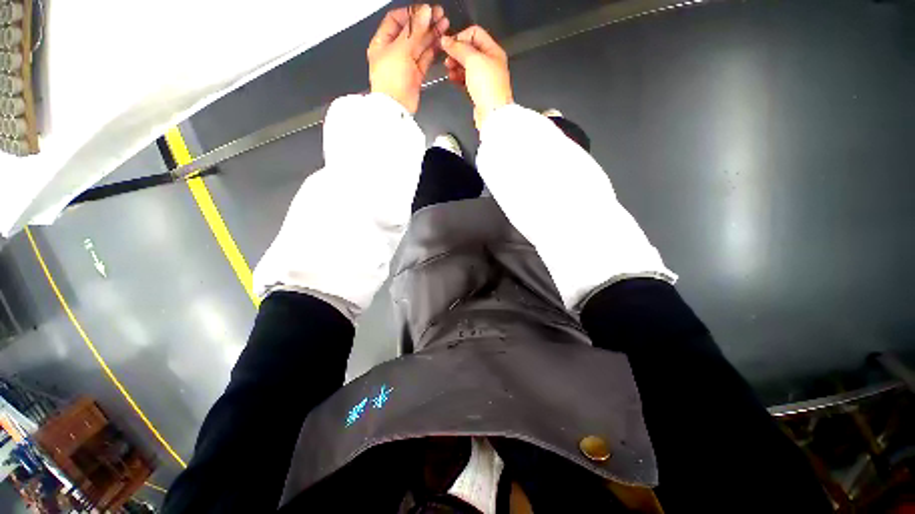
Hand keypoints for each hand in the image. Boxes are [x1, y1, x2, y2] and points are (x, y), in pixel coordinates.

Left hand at [367, 4, 448, 113]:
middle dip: (425, 22)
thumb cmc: (391, 82)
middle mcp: (394, 51)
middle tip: (439, 15)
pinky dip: (433, 49)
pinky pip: (425, 58)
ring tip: (444, 25)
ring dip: (431, 34)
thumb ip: (414, 31)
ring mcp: (405, 63)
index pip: (396, 20)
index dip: (411, 13)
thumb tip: (424, 12)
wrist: (397, 108)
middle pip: (411, 32)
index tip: (424, 10)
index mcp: (382, 42)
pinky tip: (440, 42)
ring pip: (420, 44)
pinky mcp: (415, 74)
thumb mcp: (401, 50)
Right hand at [440, 26, 513, 128]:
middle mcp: (490, 62)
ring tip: (448, 69)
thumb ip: (459, 48)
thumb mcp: (473, 60)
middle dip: (457, 53)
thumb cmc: (488, 86)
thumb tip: (446, 40)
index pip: (475, 34)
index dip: (461, 37)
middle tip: (447, 58)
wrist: (492, 113)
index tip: (449, 45)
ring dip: (456, 65)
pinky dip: (458, 77)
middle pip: (470, 50)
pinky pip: (467, 79)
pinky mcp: (479, 90)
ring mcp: (485, 78)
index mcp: (493, 51)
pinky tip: (452, 78)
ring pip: (467, 65)